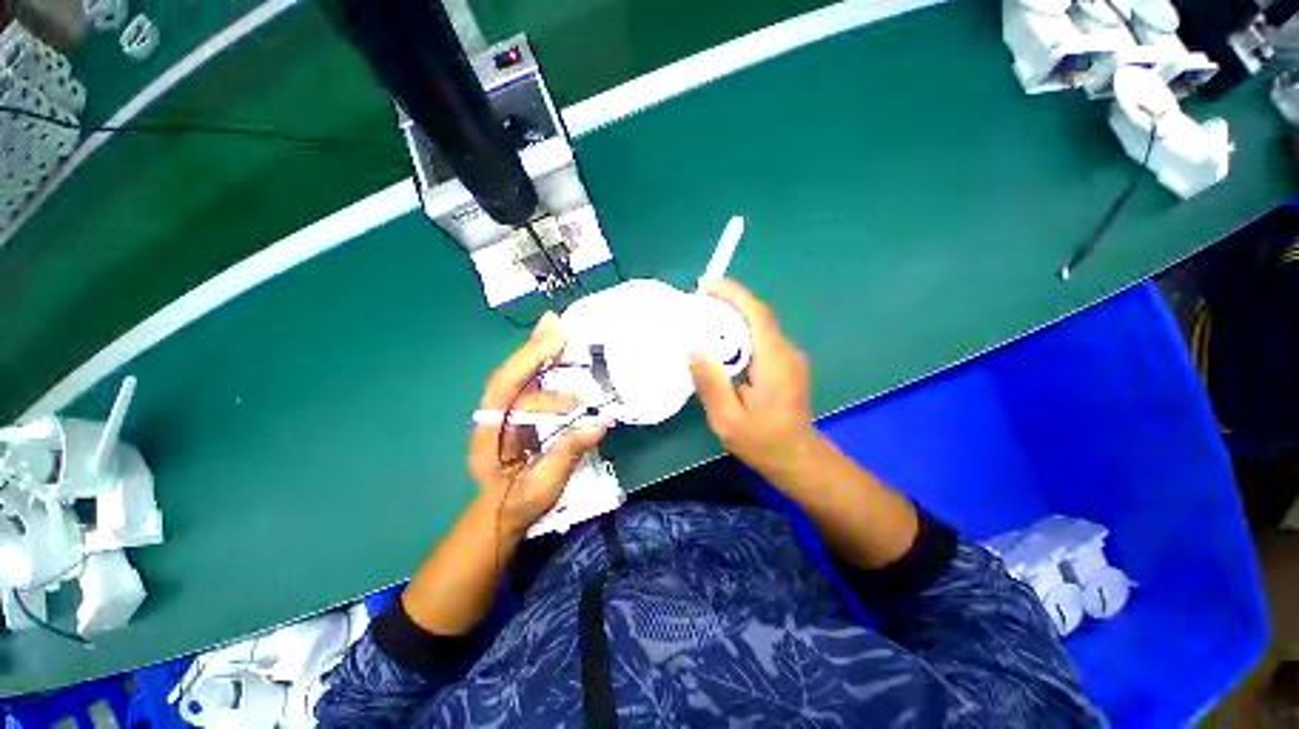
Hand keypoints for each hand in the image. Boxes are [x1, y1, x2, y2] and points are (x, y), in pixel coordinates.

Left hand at [469, 312, 606, 540]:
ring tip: (558, 328)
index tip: (558, 342)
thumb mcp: (544, 484)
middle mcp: (493, 415)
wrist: (501, 514)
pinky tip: (555, 350)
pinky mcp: (516, 413)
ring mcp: (503, 412)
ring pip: (519, 375)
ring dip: (537, 351)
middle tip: (558, 324)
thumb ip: (568, 453)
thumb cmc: (520, 502)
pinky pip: (529, 383)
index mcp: (492, 432)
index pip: (508, 389)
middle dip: (534, 349)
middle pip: (511, 374)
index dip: (532, 363)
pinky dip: (541, 364)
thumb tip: (600, 422)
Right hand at [689, 280, 819, 481]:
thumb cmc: (763, 443)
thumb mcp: (728, 419)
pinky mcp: (786, 364)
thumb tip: (694, 348)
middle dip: (729, 301)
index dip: (734, 294)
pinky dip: (741, 331)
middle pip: (758, 315)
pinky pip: (761, 338)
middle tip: (697, 302)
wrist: (799, 460)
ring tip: (704, 317)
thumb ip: (711, 384)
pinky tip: (722, 342)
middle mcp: (786, 352)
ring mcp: (789, 357)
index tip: (706, 285)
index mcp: (774, 362)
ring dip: (734, 316)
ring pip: (760, 325)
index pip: (757, 314)